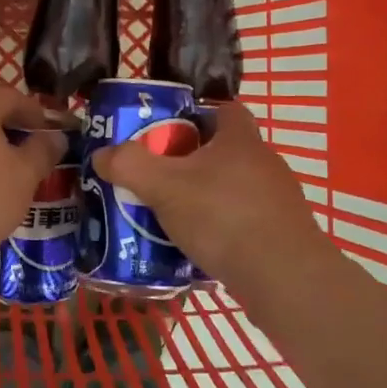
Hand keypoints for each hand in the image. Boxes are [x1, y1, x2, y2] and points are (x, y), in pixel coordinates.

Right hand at [91, 101, 331, 296]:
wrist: (284, 279)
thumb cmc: (223, 217)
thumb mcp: (164, 187)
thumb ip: (129, 166)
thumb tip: (102, 155)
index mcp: (240, 139)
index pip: (223, 108)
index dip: (194, 114)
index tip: (165, 133)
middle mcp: (264, 162)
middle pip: (223, 150)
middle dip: (190, 161)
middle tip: (157, 177)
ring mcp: (278, 200)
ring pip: (232, 188)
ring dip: (205, 197)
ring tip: (171, 216)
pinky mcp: (282, 234)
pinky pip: (243, 221)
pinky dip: (221, 228)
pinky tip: (198, 247)